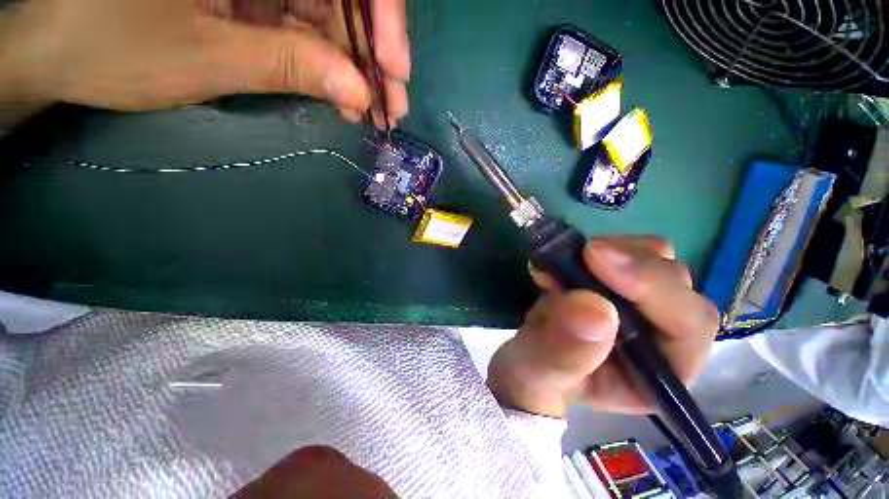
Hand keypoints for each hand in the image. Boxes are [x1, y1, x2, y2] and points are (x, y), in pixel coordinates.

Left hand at [0, 0, 408, 127]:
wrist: (61, 48)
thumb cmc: (111, 45)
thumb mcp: (206, 56)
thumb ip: (288, 65)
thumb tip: (356, 91)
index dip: (382, 15)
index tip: (396, 70)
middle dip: (373, 53)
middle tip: (391, 105)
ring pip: (331, 15)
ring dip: (355, 67)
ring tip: (369, 111)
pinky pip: (309, 27)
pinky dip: (330, 64)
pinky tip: (341, 97)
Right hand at [488, 236, 719, 416]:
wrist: (524, 359)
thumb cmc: (535, 377)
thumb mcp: (540, 373)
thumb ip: (564, 352)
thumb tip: (593, 308)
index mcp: (658, 374)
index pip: (687, 324)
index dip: (651, 287)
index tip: (596, 259)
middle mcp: (660, 335)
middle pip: (676, 282)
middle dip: (630, 263)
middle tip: (583, 253)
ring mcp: (638, 303)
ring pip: (653, 258)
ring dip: (610, 251)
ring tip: (564, 261)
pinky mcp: (613, 282)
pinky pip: (620, 249)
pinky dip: (589, 247)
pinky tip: (559, 258)